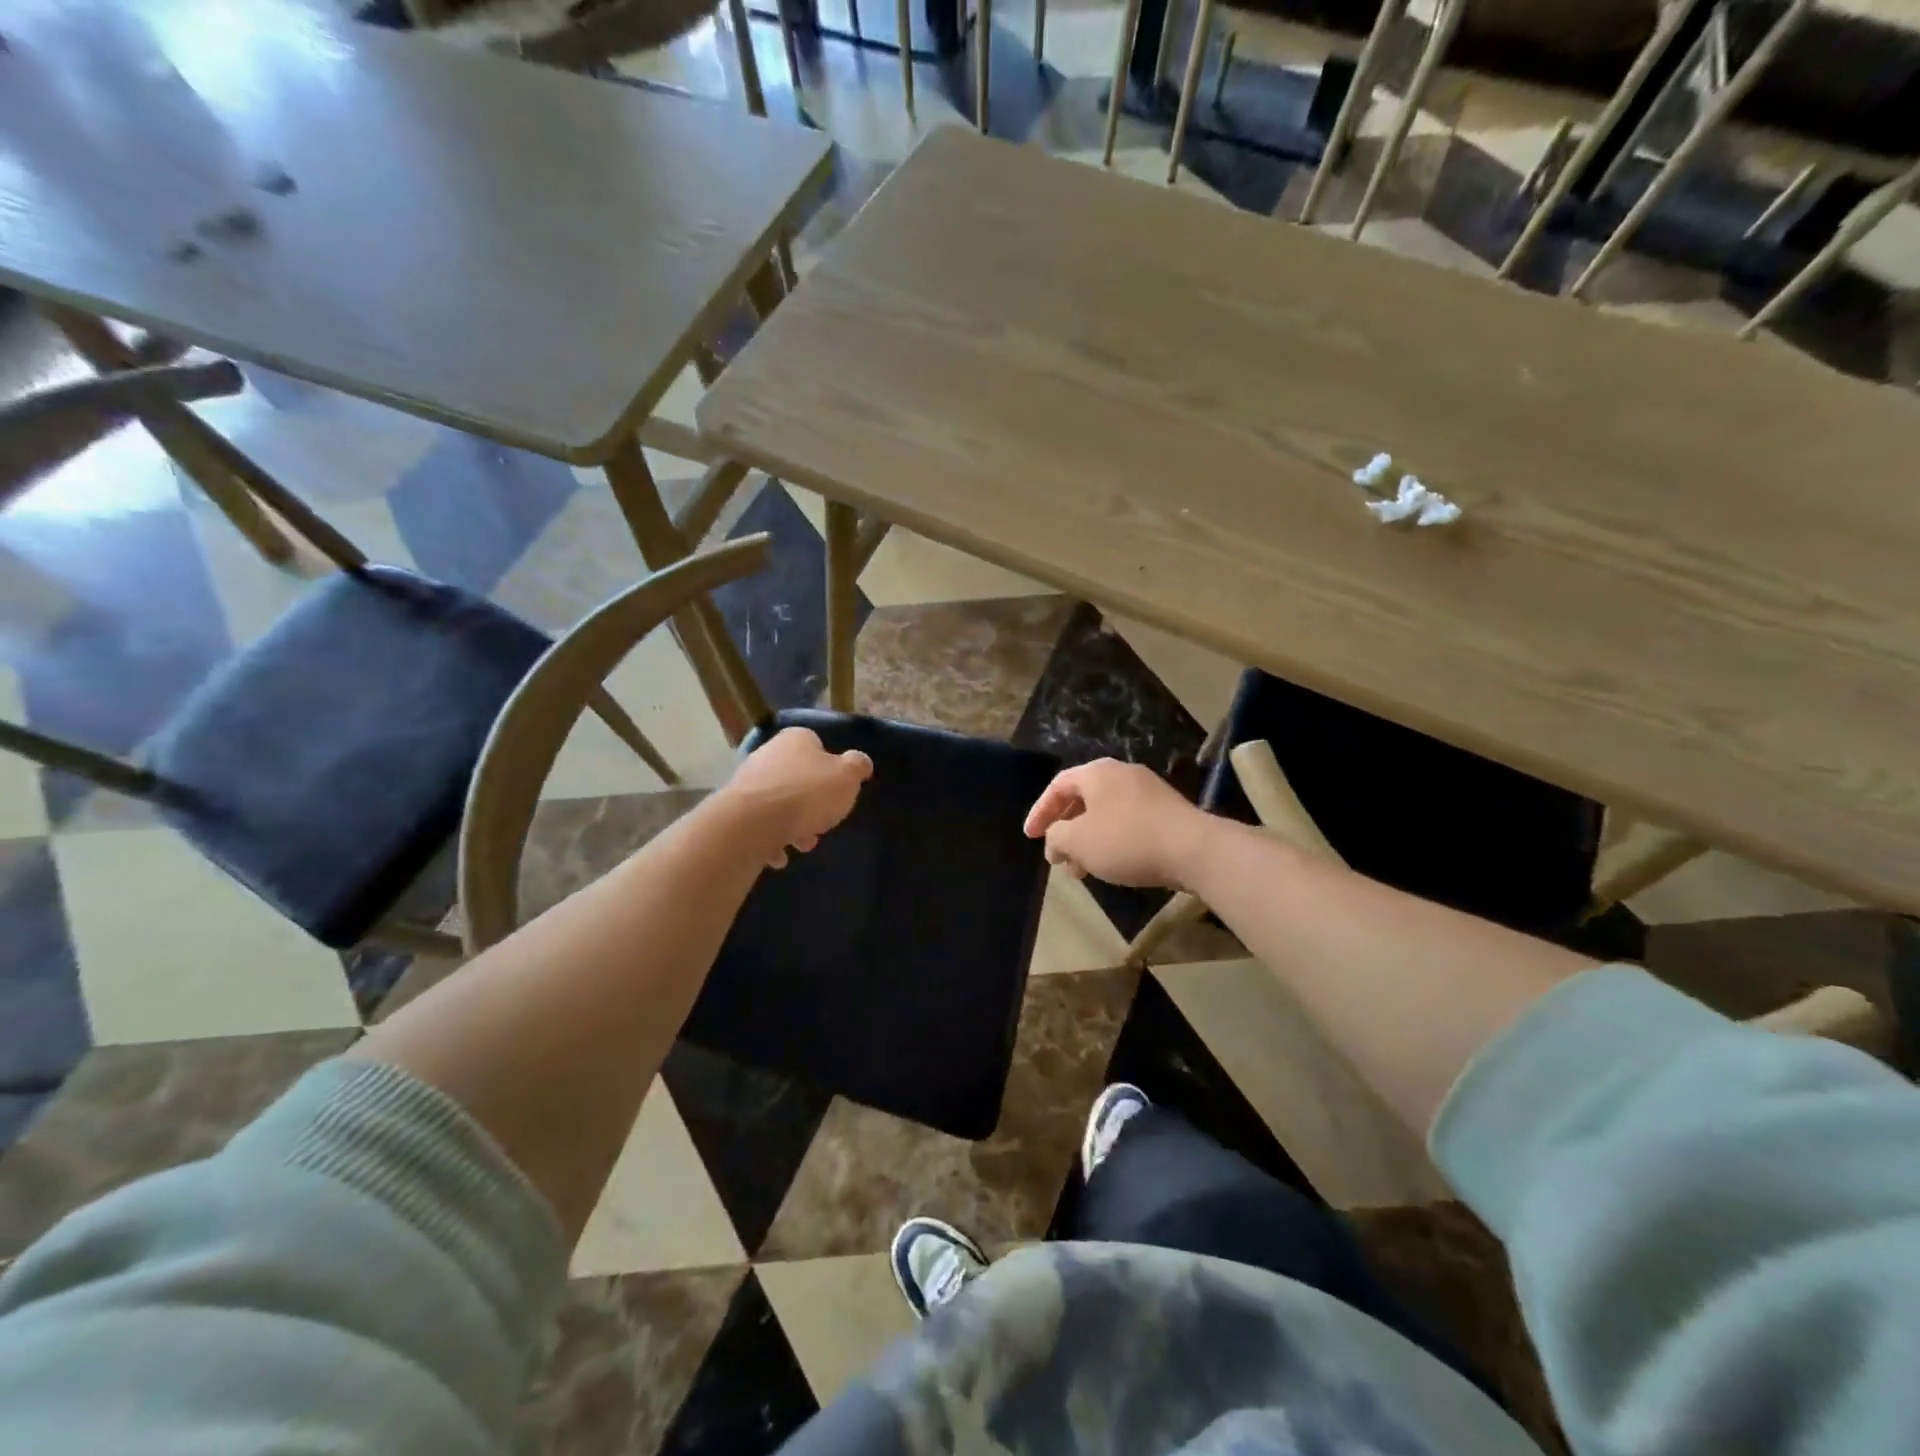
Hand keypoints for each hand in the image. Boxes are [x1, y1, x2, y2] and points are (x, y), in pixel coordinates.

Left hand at [722, 726, 873, 867]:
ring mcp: (747, 781)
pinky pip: (759, 824)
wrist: (752, 822)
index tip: (837, 790)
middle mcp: (768, 754)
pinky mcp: (733, 809)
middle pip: (798, 777)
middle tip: (823, 823)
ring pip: (779, 803)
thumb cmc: (807, 793)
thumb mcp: (847, 777)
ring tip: (802, 845)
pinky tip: (779, 855)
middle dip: (812, 803)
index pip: (816, 744)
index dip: (830, 767)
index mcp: (796, 739)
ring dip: (793, 825)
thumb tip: (861, 762)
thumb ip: (857, 767)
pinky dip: (771, 839)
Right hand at [1023, 759, 1210, 887]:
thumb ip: (1056, 837)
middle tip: (1057, 856)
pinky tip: (1111, 866)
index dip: (1040, 812)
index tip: (1030, 837)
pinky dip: (1111, 841)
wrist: (1193, 849)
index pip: (1058, 786)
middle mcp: (1121, 774)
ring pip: (1105, 814)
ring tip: (1081, 870)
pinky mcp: (1166, 811)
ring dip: (1088, 840)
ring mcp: (1147, 791)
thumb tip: (1055, 840)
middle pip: (1082, 799)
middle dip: (1065, 830)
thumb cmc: (1126, 840)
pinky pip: (1127, 822)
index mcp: (1096, 773)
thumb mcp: (1078, 841)